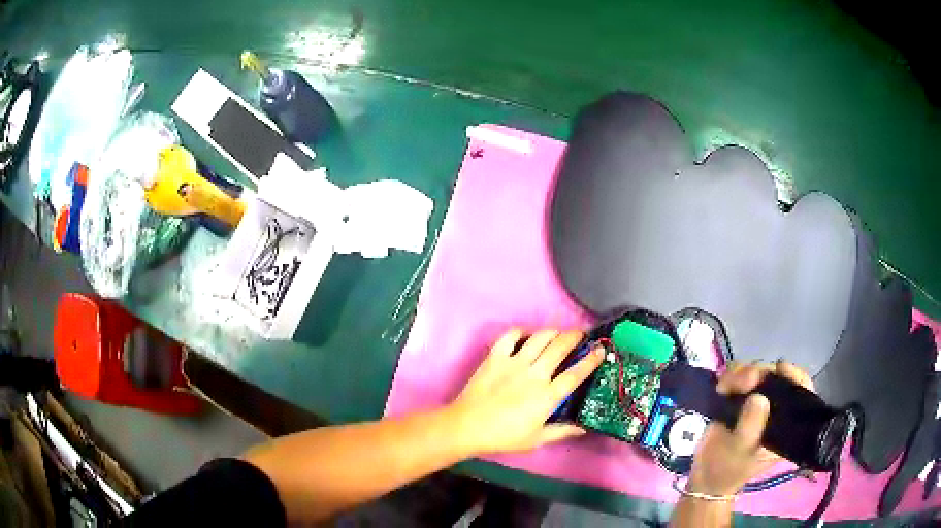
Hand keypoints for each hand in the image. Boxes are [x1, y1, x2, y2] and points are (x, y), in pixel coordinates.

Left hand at [446, 329, 603, 455]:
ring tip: (558, 333)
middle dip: (574, 337)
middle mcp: (534, 375)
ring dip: (552, 332)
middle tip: (580, 335)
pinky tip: (526, 335)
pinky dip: (521, 332)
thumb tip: (584, 428)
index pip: (575, 374)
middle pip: (560, 348)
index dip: (591, 360)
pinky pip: (510, 336)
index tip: (601, 350)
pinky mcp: (495, 357)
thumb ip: (562, 431)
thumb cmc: (504, 436)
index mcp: (547, 396)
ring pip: (539, 338)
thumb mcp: (536, 439)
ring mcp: (514, 363)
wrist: (467, 426)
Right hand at [687, 361, 813, 495]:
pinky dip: (732, 375)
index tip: (780, 368)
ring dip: (742, 373)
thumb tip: (759, 398)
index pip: (802, 393)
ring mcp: (760, 402)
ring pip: (759, 372)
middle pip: (777, 377)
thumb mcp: (739, 451)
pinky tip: (722, 385)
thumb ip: (750, 427)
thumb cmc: (727, 467)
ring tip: (725, 386)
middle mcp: (777, 409)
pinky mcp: (743, 398)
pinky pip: (742, 376)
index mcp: (786, 425)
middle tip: (743, 382)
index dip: (795, 376)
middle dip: (760, 374)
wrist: (706, 475)